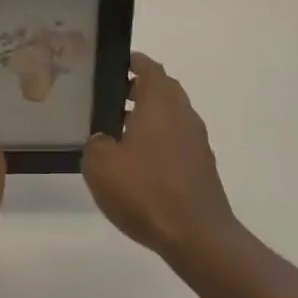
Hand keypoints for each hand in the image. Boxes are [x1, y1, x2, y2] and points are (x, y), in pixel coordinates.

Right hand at [82, 52, 238, 266]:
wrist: (196, 235)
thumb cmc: (146, 190)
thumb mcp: (100, 165)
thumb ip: (95, 143)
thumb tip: (102, 139)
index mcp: (160, 102)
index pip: (149, 68)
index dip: (132, 62)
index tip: (113, 65)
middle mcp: (183, 114)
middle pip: (163, 90)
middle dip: (138, 90)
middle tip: (110, 98)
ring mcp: (196, 141)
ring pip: (171, 117)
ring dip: (149, 118)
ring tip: (118, 134)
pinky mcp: (202, 167)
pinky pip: (177, 141)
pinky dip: (159, 142)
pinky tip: (139, 165)